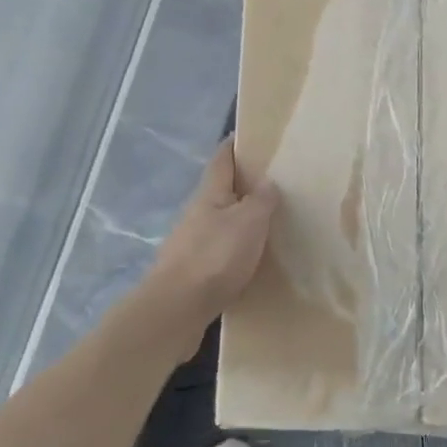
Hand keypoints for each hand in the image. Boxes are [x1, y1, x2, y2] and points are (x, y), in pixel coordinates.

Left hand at [146, 139, 278, 338]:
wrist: (176, 309)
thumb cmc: (215, 256)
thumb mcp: (248, 222)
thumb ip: (261, 200)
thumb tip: (268, 182)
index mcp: (210, 194)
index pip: (221, 159)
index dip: (233, 145)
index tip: (248, 136)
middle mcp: (197, 214)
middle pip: (219, 191)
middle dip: (241, 185)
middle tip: (271, 183)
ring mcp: (191, 244)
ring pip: (219, 222)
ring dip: (239, 220)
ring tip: (267, 223)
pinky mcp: (192, 272)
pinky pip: (219, 251)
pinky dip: (235, 249)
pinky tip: (250, 259)